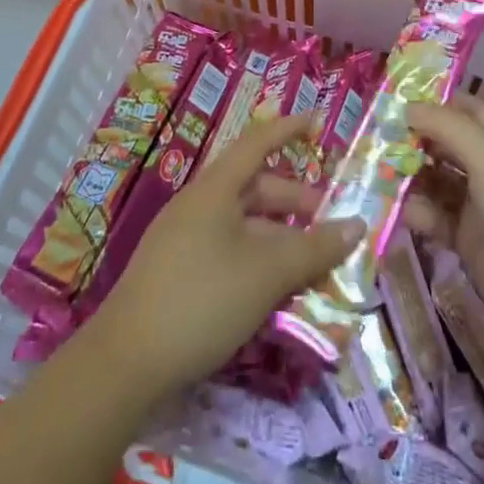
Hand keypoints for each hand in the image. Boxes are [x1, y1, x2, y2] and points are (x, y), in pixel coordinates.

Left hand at [89, 113, 364, 393]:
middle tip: (331, 223)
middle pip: (255, 188)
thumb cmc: (202, 299)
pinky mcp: (178, 272)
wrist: (125, 363)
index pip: (257, 142)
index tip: (318, 121)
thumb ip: (315, 248)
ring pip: (244, 224)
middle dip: (295, 201)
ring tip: (313, 263)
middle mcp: (199, 205)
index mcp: (216, 189)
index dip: (288, 129)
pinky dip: (258, 259)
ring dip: (280, 237)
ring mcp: (185, 239)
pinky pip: (229, 250)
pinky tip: (277, 290)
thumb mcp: (267, 273)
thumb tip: (358, 225)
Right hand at [404, 95, 483, 349]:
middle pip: (449, 146)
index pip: (469, 111)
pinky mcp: (469, 241)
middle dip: (416, 141)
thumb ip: (447, 127)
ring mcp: (482, 206)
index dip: (436, 104)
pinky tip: (405, 213)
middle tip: (378, 139)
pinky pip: (437, 218)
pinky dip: (420, 213)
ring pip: (438, 182)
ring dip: (412, 178)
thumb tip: (407, 106)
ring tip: (381, 176)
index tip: (395, 102)